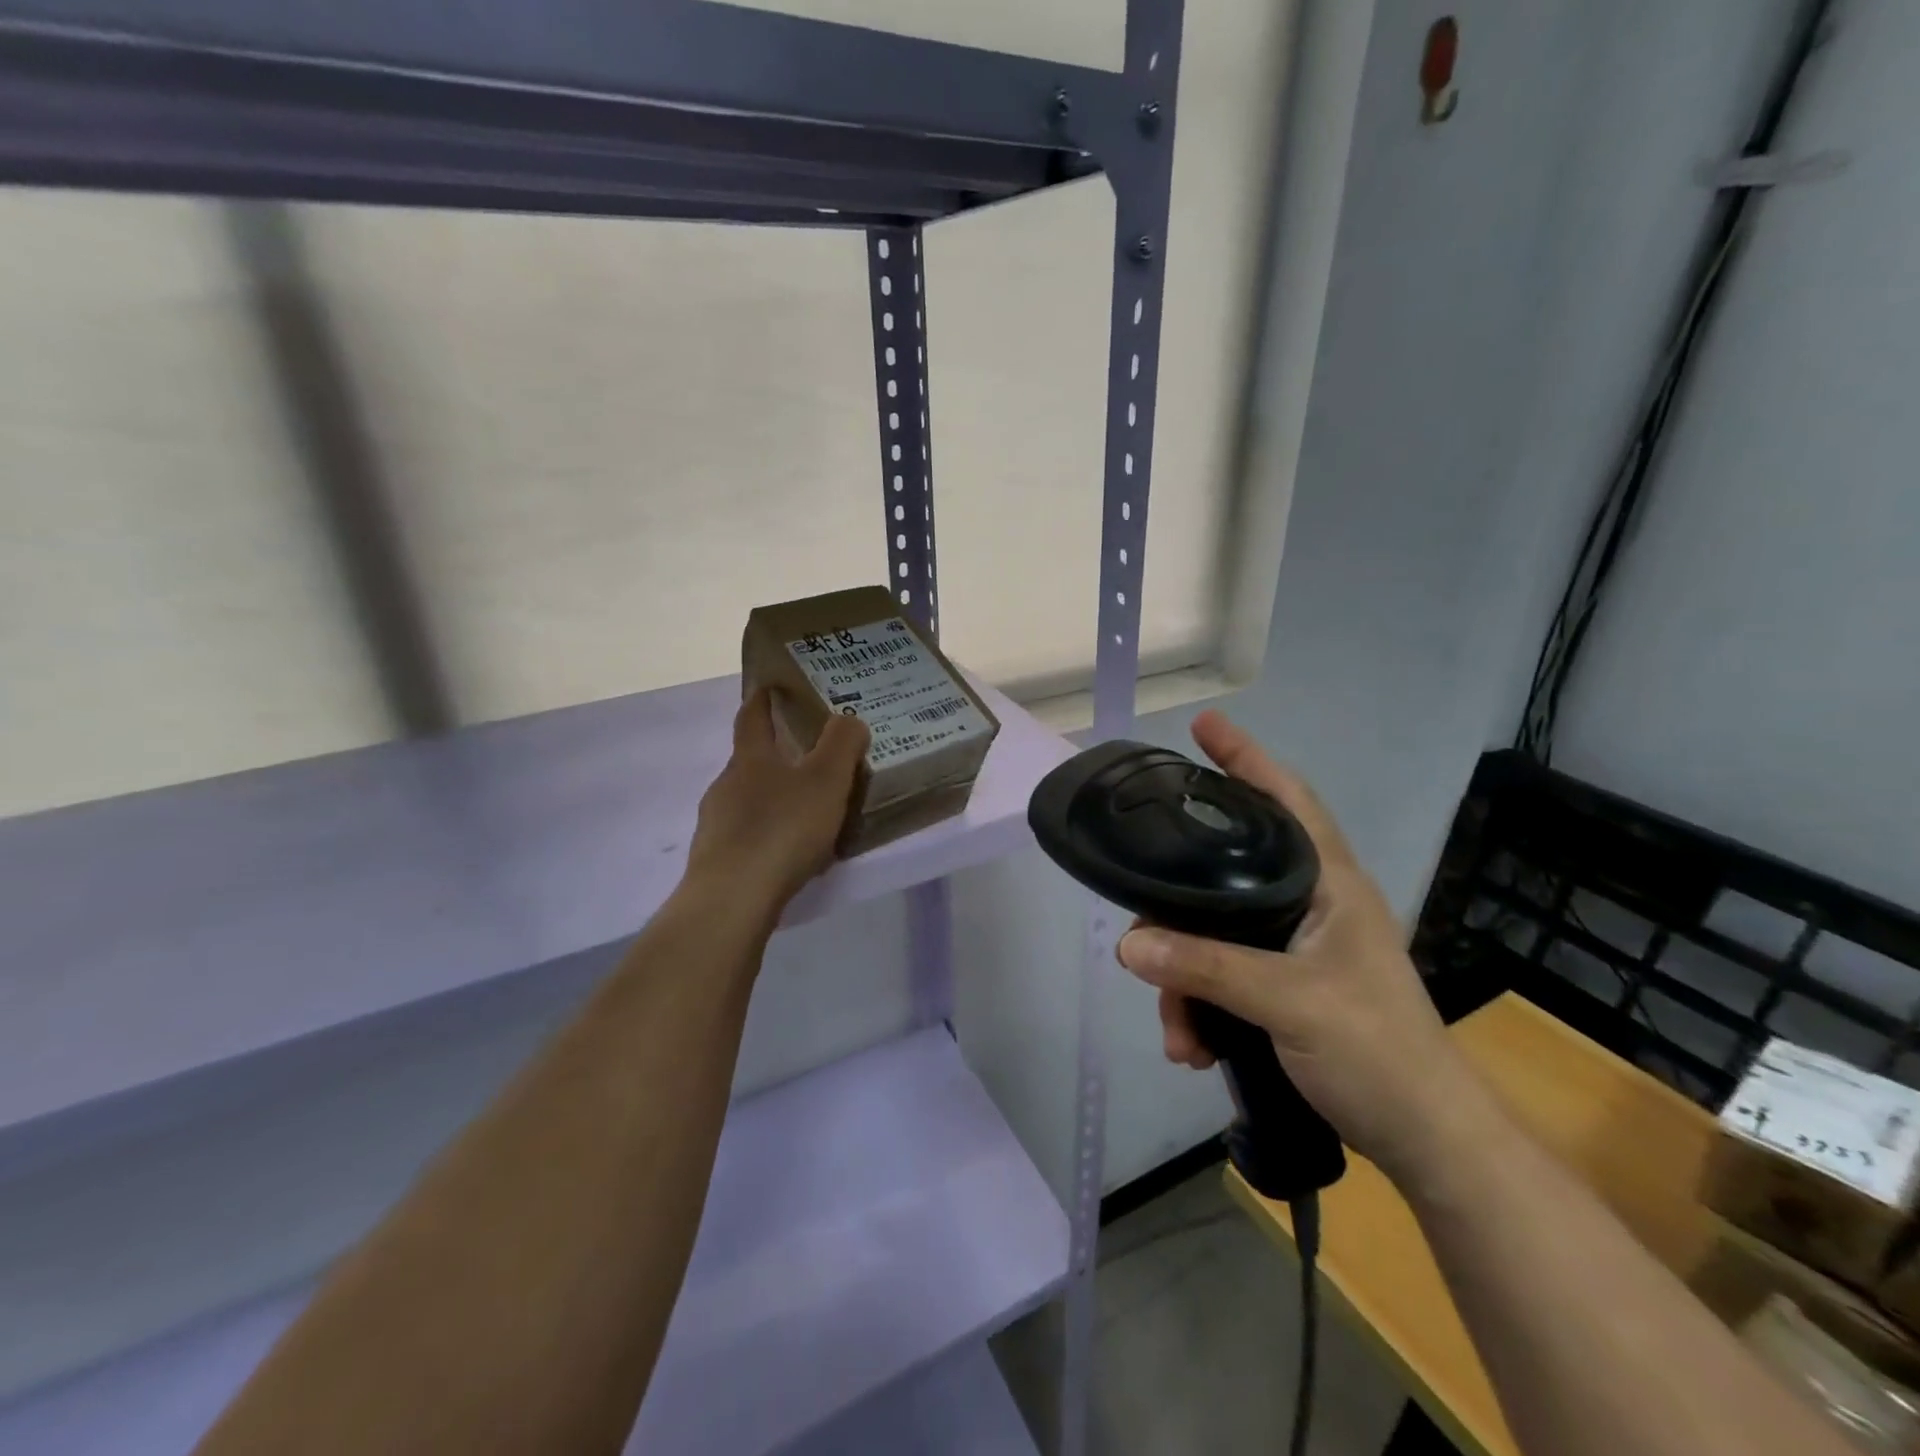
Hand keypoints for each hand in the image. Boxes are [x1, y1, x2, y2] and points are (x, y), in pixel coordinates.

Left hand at [685, 689, 868, 914]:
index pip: (752, 718)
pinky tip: (786, 854)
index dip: (762, 701)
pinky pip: (745, 837)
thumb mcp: (826, 781)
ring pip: (745, 801)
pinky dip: (765, 836)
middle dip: (772, 757)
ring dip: (770, 799)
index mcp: (751, 760)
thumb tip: (849, 718)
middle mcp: (726, 786)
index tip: (768, 686)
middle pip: (748, 762)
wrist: (733, 899)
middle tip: (805, 759)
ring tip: (802, 812)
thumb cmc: (782, 830)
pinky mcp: (715, 861)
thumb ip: (841, 745)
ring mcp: (715, 825)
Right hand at [1116, 710, 1475, 1180]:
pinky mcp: (1285, 987)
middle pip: (1227, 876)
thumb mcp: (1288, 1002)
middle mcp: (1311, 904)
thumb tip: (1128, 943)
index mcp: (1329, 884)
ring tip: (1177, 1033)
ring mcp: (1296, 948)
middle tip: (1142, 923)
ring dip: (1184, 980)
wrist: (1429, 1143)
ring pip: (1215, 935)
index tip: (1203, 726)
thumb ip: (1206, 968)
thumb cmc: (1377, 1053)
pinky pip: (1222, 976)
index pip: (1287, 799)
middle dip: (1178, 909)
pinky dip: (1200, 1007)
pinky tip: (1192, 1046)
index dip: (1246, 758)